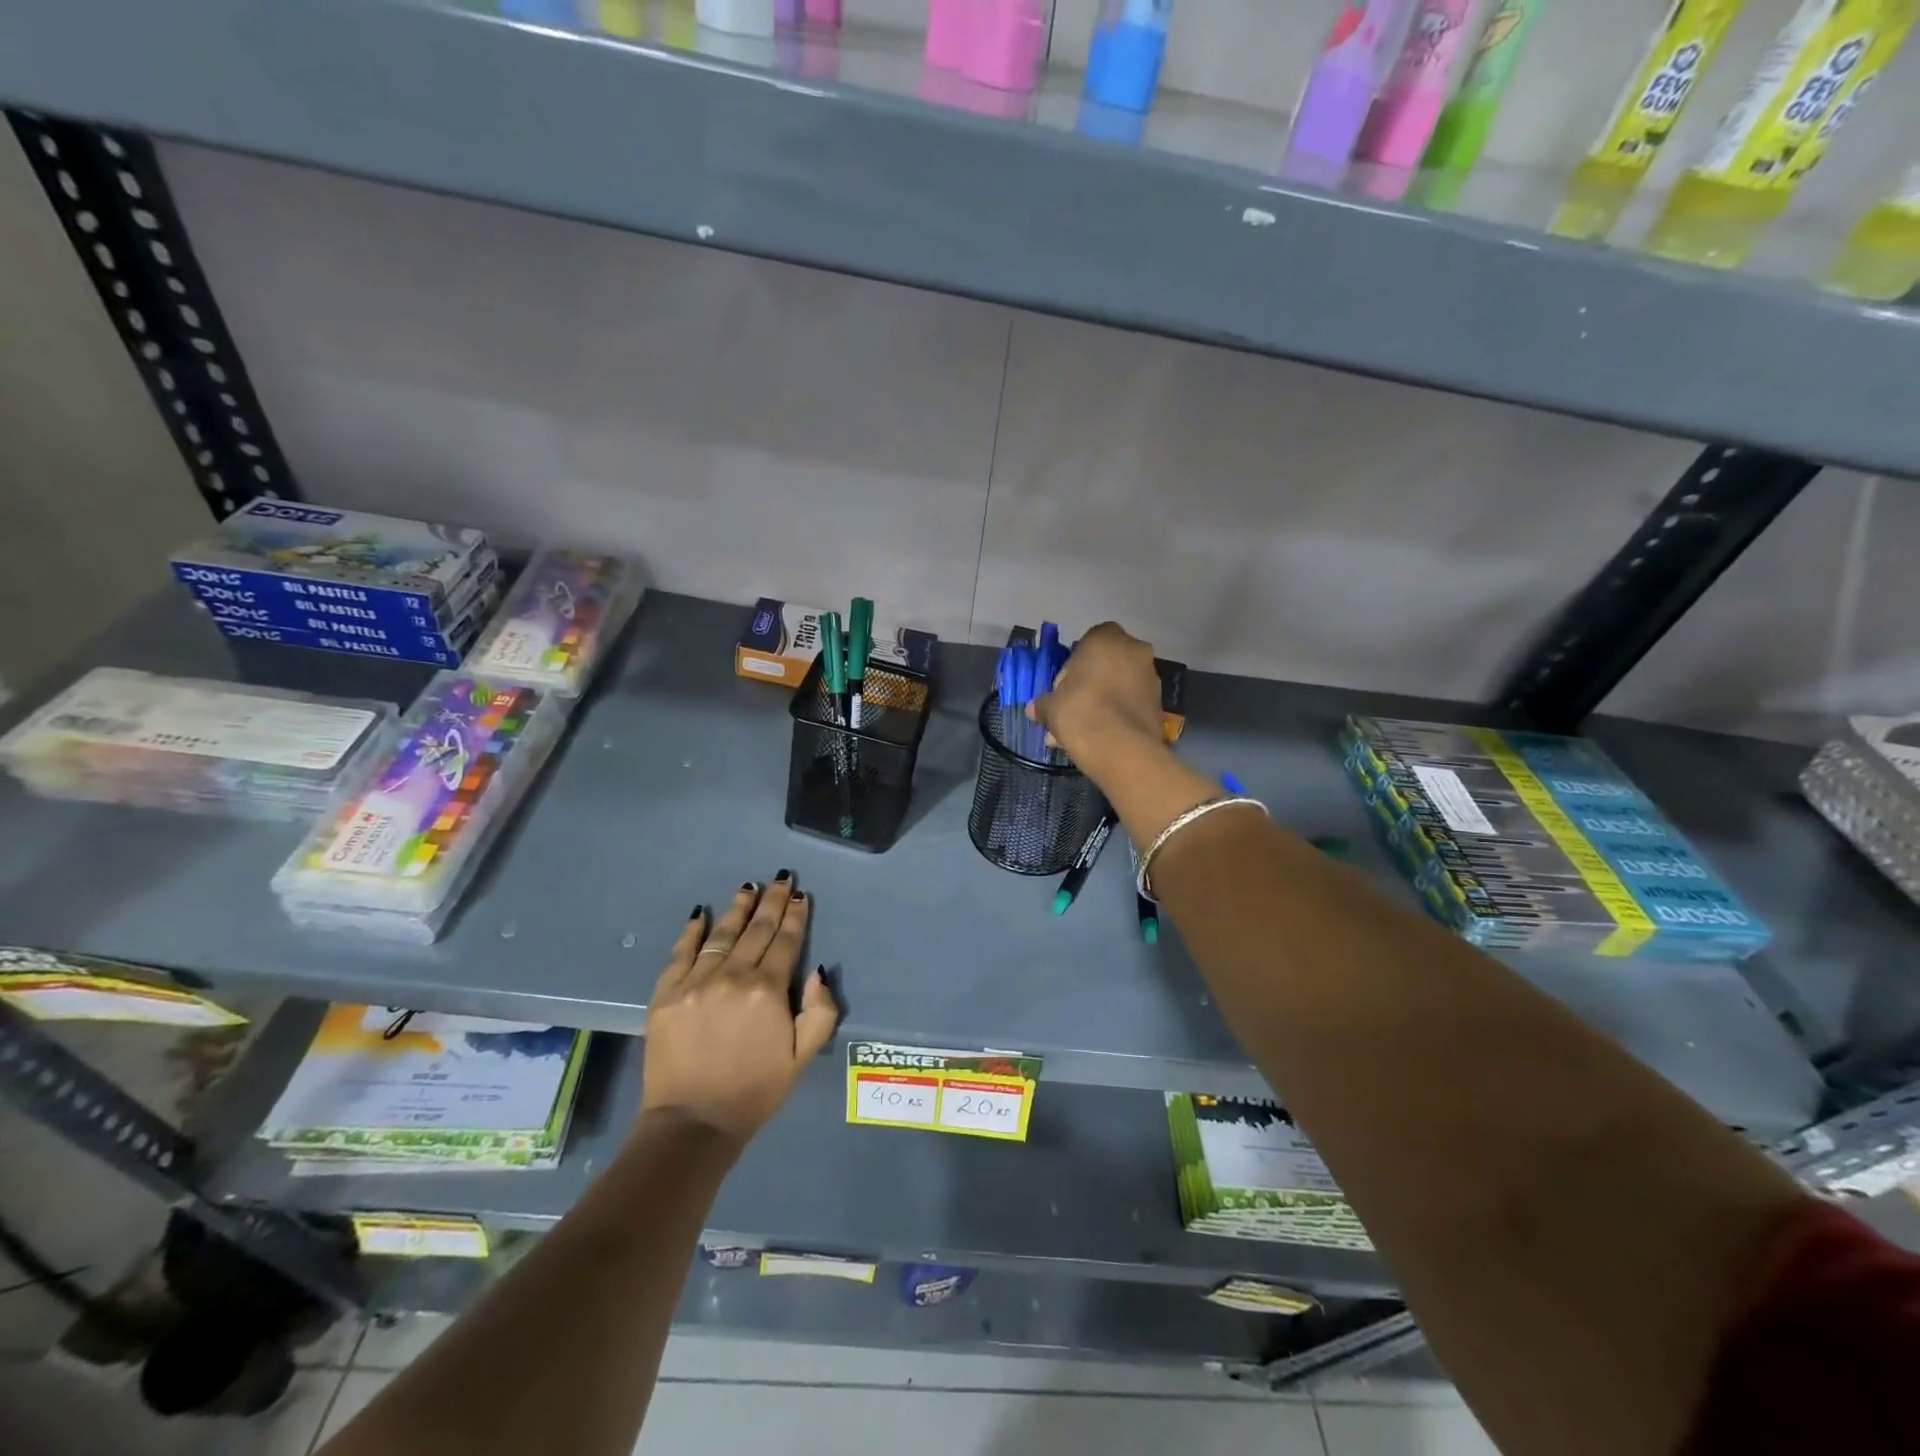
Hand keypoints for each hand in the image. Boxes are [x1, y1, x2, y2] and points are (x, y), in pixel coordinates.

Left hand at [641, 875, 837, 1148]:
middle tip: (780, 878)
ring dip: (738, 908)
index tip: (800, 895)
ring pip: (721, 934)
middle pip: (756, 930)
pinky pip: (681, 953)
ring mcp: (695, 982)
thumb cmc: (755, 1091)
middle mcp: (732, 975)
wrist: (692, 1124)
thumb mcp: (802, 1057)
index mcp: (767, 990)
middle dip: (771, 901)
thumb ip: (819, 1012)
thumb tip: (817, 971)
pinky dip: (692, 931)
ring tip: (748, 887)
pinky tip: (701, 913)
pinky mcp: (666, 994)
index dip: (795, 916)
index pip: (785, 942)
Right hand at [1029, 622, 1163, 767]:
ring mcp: (1152, 677)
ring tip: (1084, 730)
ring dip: (1105, 701)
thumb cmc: (1080, 711)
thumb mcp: (1051, 706)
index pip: (1087, 642)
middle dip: (1091, 684)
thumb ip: (1043, 704)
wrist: (1121, 748)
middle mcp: (1135, 650)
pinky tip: (1101, 738)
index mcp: (1106, 639)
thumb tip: (1034, 710)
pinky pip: (1132, 704)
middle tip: (1073, 708)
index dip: (1073, 666)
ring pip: (1121, 685)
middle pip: (1107, 664)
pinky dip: (1119, 716)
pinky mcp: (1160, 704)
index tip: (1063, 688)